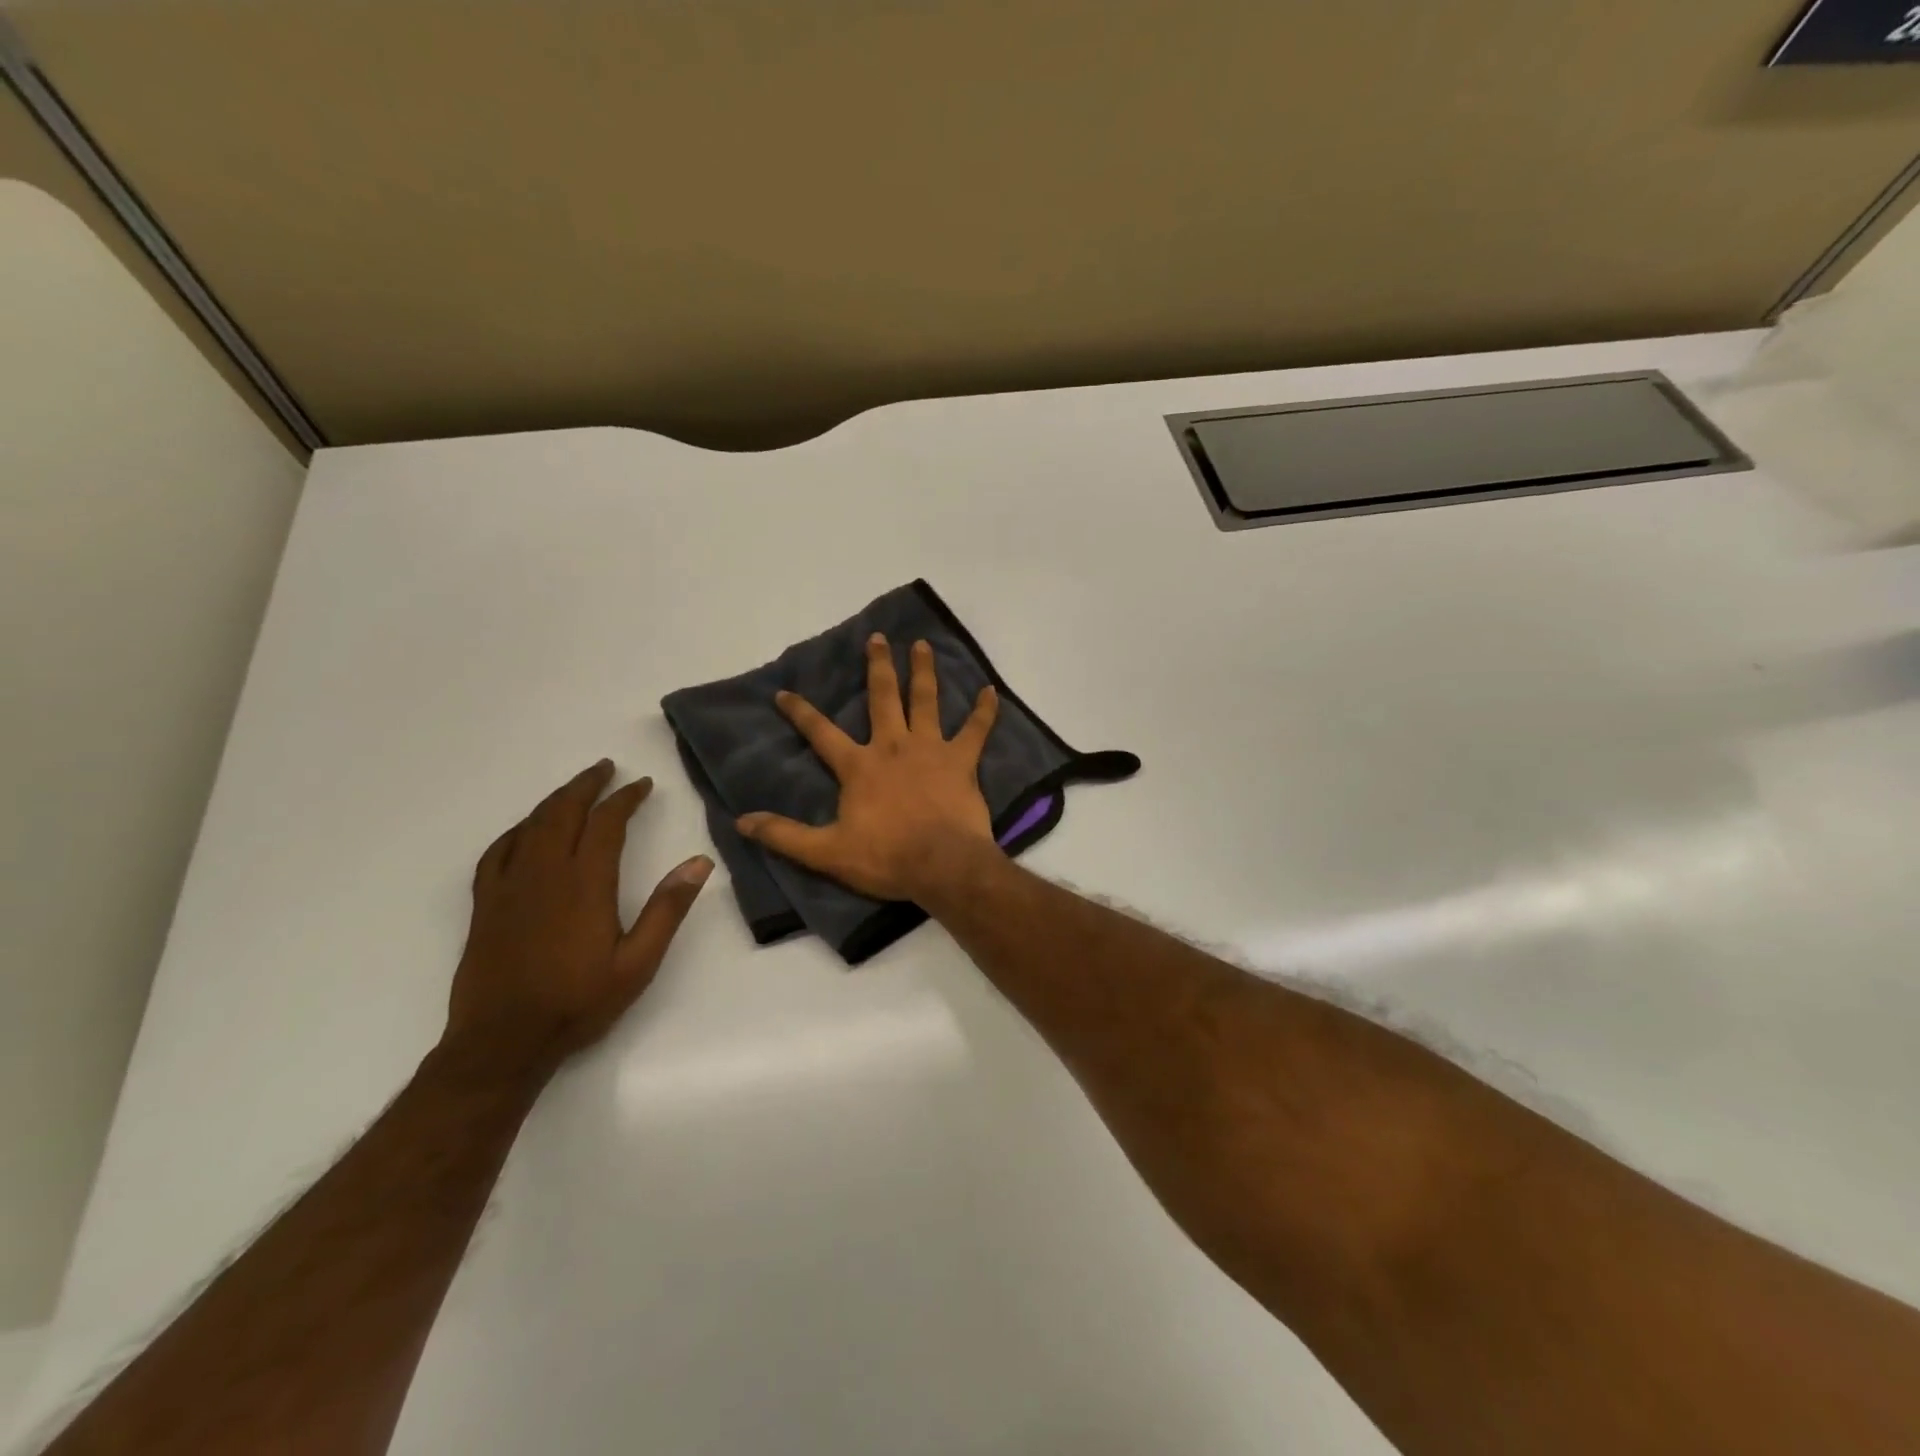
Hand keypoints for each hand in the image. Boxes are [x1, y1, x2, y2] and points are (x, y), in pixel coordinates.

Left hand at [444, 761, 711, 1083]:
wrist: (503, 1041)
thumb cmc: (578, 1002)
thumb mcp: (638, 962)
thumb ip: (668, 909)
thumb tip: (699, 862)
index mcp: (585, 884)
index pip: (606, 823)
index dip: (625, 798)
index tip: (642, 785)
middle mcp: (545, 874)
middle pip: (564, 812)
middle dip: (587, 785)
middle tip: (607, 769)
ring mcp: (509, 886)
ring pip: (531, 825)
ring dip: (556, 800)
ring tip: (576, 788)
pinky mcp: (485, 903)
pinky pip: (498, 851)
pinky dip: (518, 829)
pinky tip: (527, 829)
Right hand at [738, 633, 999, 901]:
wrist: (943, 865)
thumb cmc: (886, 858)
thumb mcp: (827, 852)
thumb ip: (785, 835)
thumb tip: (742, 821)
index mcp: (859, 766)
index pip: (821, 733)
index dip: (800, 712)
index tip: (784, 692)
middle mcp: (893, 747)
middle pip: (883, 698)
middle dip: (878, 666)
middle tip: (877, 637)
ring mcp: (931, 750)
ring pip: (926, 701)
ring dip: (923, 671)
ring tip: (922, 645)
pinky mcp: (962, 761)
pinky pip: (977, 730)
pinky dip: (985, 711)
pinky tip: (992, 691)